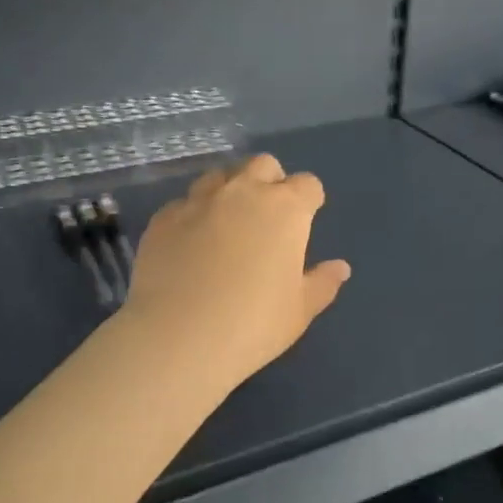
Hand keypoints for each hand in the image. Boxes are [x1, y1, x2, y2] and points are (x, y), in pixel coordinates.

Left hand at [122, 153, 351, 388]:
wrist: (177, 337)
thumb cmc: (252, 325)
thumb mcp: (299, 311)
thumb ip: (322, 283)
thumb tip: (340, 267)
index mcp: (285, 209)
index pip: (308, 184)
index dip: (309, 200)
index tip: (305, 221)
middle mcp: (242, 193)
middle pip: (262, 165)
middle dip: (270, 181)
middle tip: (267, 217)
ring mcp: (198, 201)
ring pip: (219, 176)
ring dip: (229, 191)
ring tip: (227, 224)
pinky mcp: (163, 218)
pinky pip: (184, 203)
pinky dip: (193, 215)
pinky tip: (190, 244)